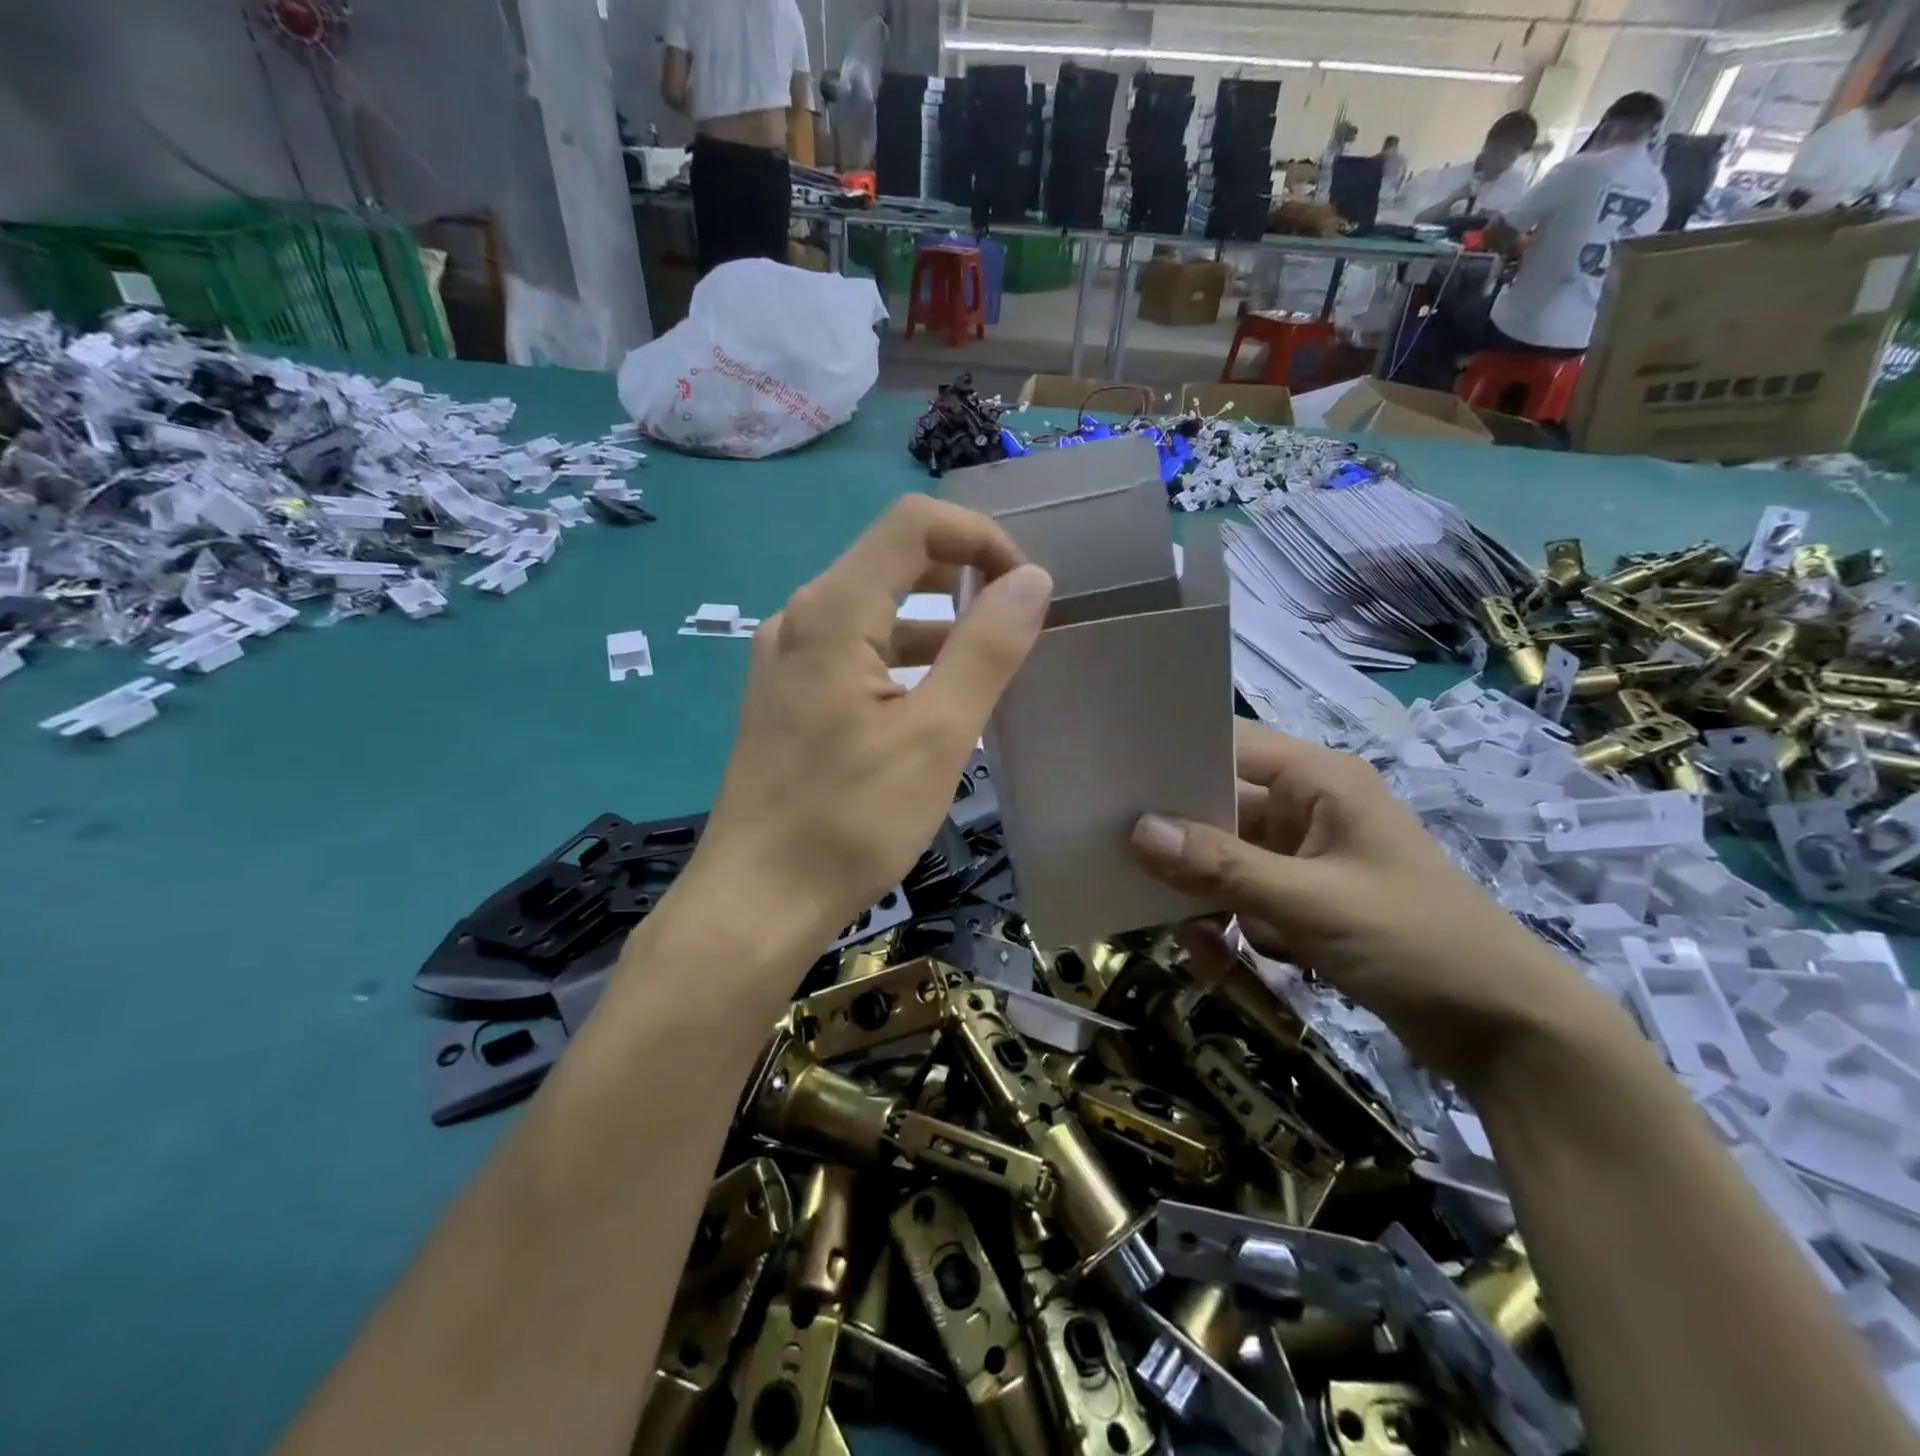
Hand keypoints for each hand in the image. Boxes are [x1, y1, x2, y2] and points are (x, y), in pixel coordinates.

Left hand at [700, 495, 1052, 953]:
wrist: (756, 901)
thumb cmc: (850, 821)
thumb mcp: (937, 736)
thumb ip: (986, 649)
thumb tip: (1032, 580)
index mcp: (832, 612)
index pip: (912, 523)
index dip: (979, 537)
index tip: (1025, 587)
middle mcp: (800, 618)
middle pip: (890, 559)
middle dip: (961, 575)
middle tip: (1015, 621)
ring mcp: (785, 658)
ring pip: (872, 608)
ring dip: (934, 621)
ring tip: (986, 664)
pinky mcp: (784, 696)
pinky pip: (852, 650)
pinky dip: (901, 656)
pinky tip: (931, 701)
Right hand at [1129, 722, 1606, 1087]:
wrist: (1507, 1033)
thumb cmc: (1418, 943)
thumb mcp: (1311, 903)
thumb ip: (1222, 866)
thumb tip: (1137, 831)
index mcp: (1319, 782)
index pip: (1230, 745)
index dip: (1174, 759)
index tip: (1115, 783)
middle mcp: (1308, 809)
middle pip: (1218, 808)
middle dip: (1181, 847)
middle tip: (1127, 871)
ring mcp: (1305, 858)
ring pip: (1224, 860)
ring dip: (1204, 898)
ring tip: (1196, 943)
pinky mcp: (1305, 902)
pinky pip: (1243, 899)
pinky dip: (1229, 928)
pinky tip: (1223, 963)